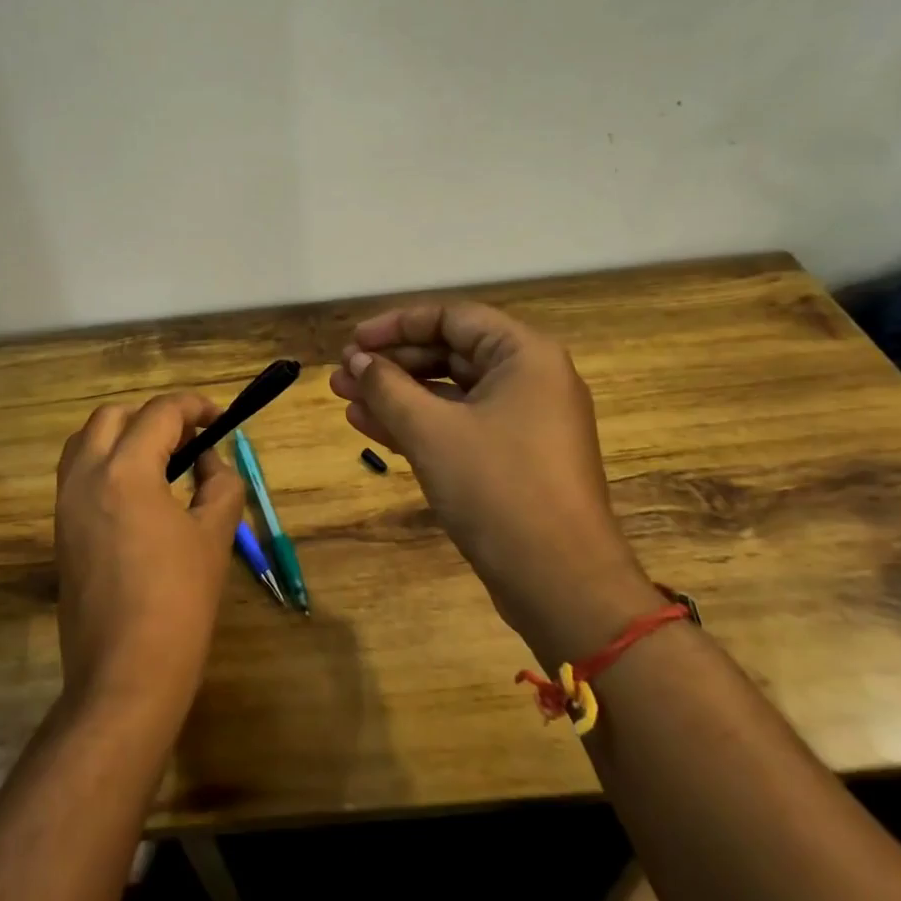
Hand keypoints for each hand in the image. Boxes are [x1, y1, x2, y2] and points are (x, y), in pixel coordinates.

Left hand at [53, 393, 245, 724]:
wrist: (125, 674)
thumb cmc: (179, 601)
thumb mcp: (215, 535)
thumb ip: (220, 484)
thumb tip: (208, 461)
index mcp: (125, 471)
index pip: (159, 413)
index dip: (194, 407)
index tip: (220, 418)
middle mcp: (85, 476)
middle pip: (114, 416)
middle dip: (154, 417)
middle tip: (190, 440)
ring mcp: (65, 504)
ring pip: (86, 441)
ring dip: (124, 435)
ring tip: (162, 460)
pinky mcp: (60, 531)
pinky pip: (77, 474)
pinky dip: (106, 463)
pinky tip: (138, 492)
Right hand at [328, 302, 659, 664]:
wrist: (559, 581)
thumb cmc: (497, 488)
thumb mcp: (431, 430)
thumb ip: (388, 387)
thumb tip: (356, 361)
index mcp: (525, 355)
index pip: (452, 318)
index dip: (396, 325)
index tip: (353, 343)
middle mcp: (529, 379)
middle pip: (449, 354)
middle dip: (391, 364)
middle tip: (341, 376)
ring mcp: (523, 422)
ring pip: (449, 393)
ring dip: (396, 395)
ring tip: (344, 399)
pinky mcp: (512, 459)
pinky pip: (458, 426)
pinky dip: (417, 424)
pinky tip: (369, 427)